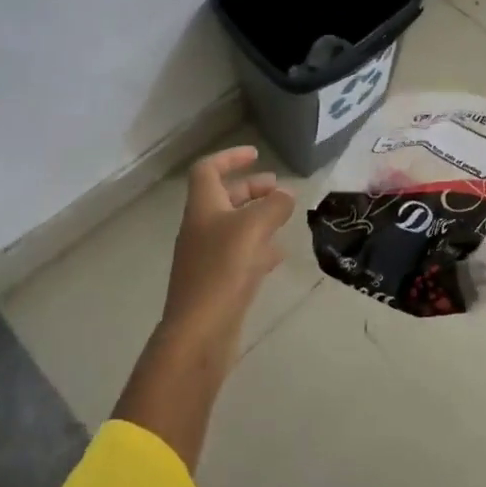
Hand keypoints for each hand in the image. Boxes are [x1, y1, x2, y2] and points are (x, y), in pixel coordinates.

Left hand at [162, 146, 296, 356]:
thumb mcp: (254, 227)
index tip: (256, 154)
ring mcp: (207, 257)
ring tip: (284, 218)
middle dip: (251, 189)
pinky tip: (278, 254)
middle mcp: (201, 228)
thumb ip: (274, 206)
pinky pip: (239, 254)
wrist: (200, 332)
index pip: (208, 170)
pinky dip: (259, 247)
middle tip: (279, 189)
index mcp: (203, 207)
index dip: (230, 157)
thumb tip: (286, 195)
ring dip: (257, 217)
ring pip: (234, 226)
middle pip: (223, 198)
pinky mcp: (217, 283)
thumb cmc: (223, 269)